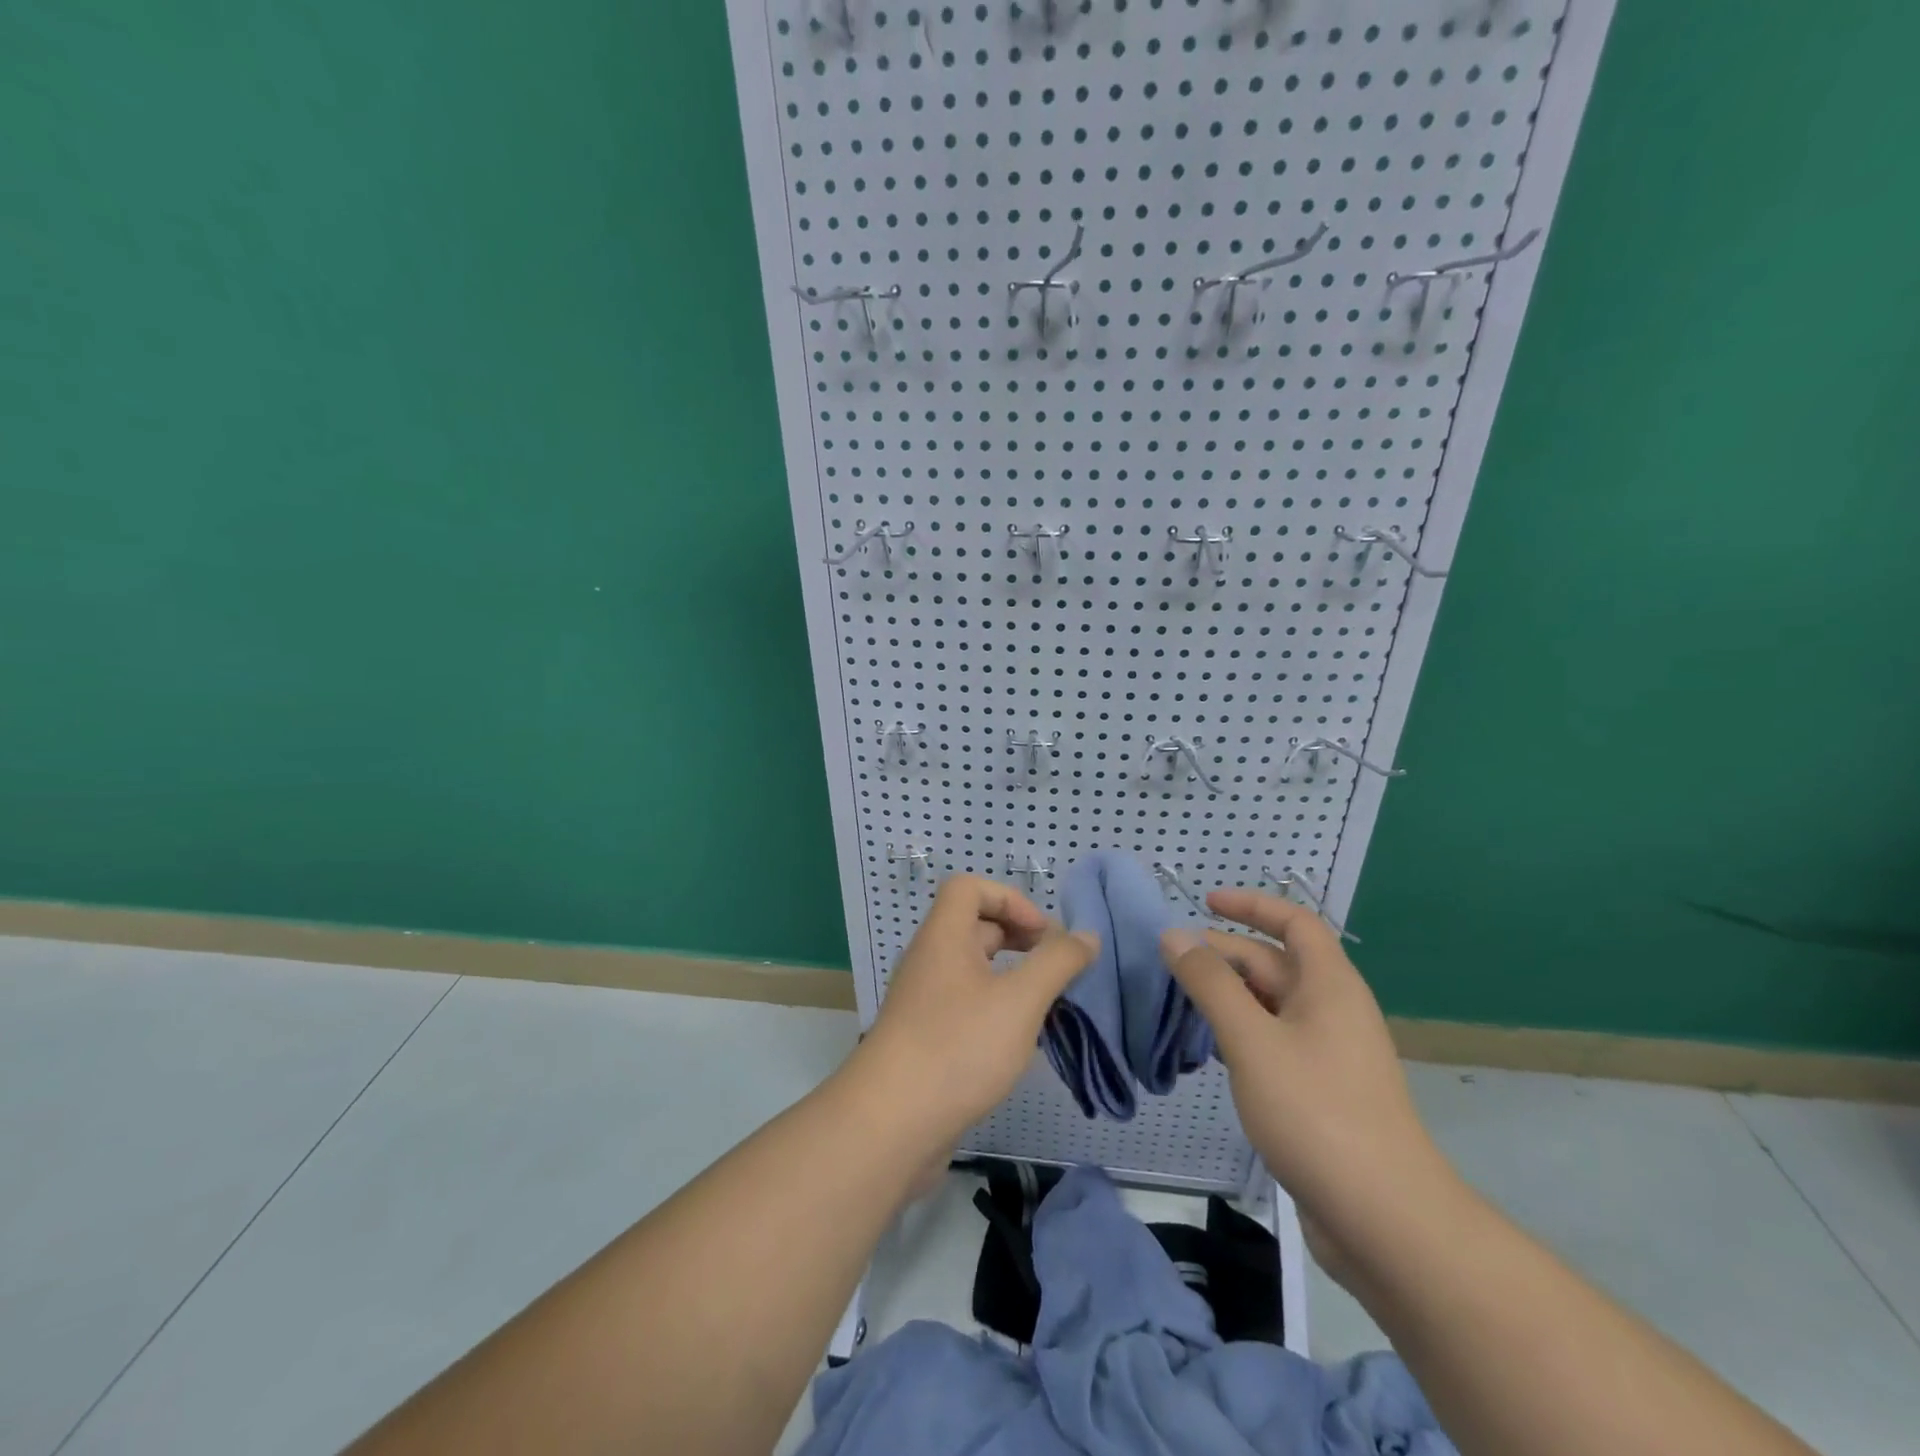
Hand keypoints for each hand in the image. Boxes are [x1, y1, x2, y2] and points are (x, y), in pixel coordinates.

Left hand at [853, 876, 1098, 1149]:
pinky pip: (965, 1005)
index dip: (1010, 899)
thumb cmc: (958, 1047)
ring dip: (1011, 977)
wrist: (891, 1124)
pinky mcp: (925, 1038)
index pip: (969, 887)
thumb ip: (1057, 963)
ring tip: (1045, 1005)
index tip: (1043, 936)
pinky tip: (1018, 1041)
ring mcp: (923, 1001)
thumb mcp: (1020, 1001)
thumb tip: (1086, 936)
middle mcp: (929, 960)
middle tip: (1054, 968)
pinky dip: (995, 1009)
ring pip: (972, 970)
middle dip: (1018, 938)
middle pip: (974, 926)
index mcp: (943, 937)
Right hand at [1161, 890, 1442, 1227]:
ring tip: (1179, 1002)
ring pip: (1271, 1005)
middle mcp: (1333, 1010)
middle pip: (1275, 964)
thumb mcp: (1251, 1039)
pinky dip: (1241, 1032)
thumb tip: (1175, 935)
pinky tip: (1210, 1050)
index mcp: (1329, 986)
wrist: (1384, 1220)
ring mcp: (1329, 1053)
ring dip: (1228, 996)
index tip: (1205, 903)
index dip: (1252, 905)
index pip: (1295, 923)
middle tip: (1170, 961)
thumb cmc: (1316, 1112)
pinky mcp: (1322, 1091)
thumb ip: (1210, 983)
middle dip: (1224, 955)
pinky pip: (1275, 1041)